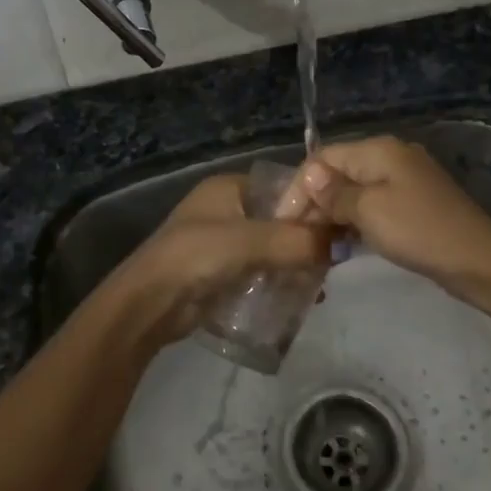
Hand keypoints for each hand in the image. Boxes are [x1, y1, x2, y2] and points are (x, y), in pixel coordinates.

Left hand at [104, 173, 331, 350]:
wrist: (148, 304)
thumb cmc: (196, 257)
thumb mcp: (250, 241)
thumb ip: (297, 240)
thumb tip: (342, 245)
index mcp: (229, 187)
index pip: (282, 186)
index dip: (312, 203)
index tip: (341, 225)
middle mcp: (227, 209)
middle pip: (280, 219)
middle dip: (307, 238)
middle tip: (337, 259)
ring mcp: (223, 243)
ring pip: (273, 248)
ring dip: (296, 263)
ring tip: (324, 283)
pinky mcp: (222, 273)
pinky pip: (261, 272)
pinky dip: (280, 282)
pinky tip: (303, 299)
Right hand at [296, 136, 490, 294]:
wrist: (477, 261)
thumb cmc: (417, 230)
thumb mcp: (368, 211)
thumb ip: (334, 194)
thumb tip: (310, 178)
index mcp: (378, 149)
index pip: (323, 157)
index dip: (300, 186)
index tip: (283, 221)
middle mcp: (390, 157)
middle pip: (338, 172)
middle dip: (314, 201)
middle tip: (296, 236)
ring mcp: (404, 181)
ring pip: (354, 191)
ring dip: (332, 214)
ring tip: (313, 243)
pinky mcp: (412, 205)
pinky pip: (372, 206)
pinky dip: (354, 221)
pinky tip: (341, 243)